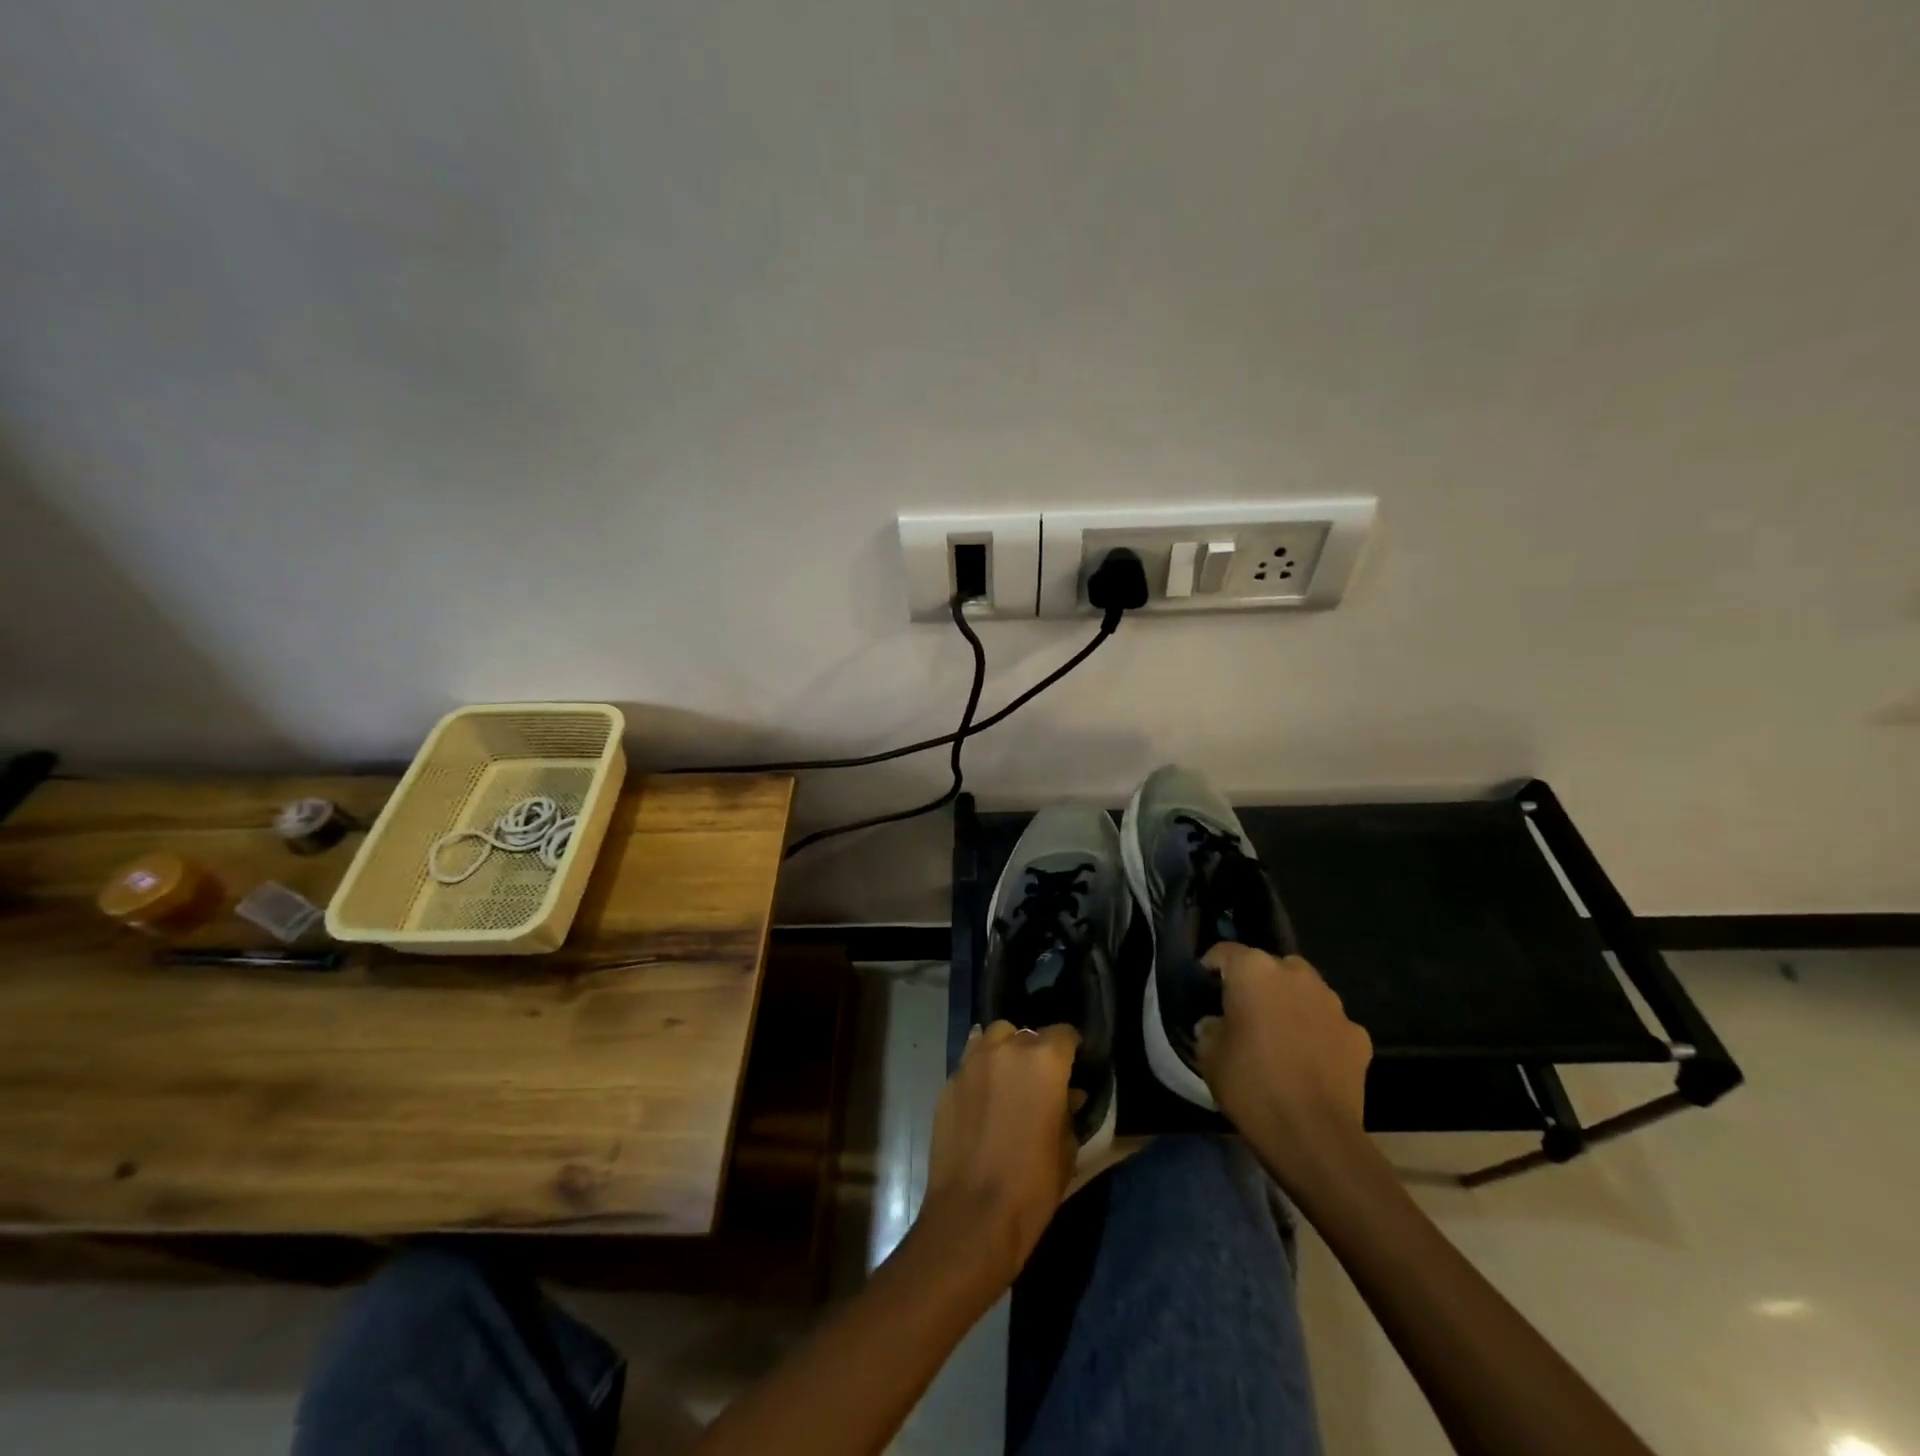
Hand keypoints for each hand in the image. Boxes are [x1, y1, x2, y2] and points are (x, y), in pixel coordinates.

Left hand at [916, 1021, 1078, 1289]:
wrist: (972, 1215)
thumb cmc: (1032, 1185)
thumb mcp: (1066, 1150)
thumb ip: (1068, 1111)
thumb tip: (1069, 1094)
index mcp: (1044, 1061)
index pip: (1064, 1033)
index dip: (1071, 1048)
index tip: (1073, 1065)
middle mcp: (1007, 1049)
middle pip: (1025, 1033)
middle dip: (1035, 1051)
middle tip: (1039, 1080)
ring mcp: (972, 1063)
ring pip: (992, 1038)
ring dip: (1004, 1052)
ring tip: (1008, 1081)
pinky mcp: (948, 1082)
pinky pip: (969, 1062)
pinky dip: (980, 1072)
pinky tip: (984, 1099)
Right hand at [1195, 945, 1372, 1184]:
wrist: (1313, 1136)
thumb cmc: (1250, 1085)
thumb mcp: (1208, 1054)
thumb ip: (1210, 1027)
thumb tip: (1217, 1023)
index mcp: (1253, 971)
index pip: (1225, 952)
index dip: (1211, 967)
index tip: (1204, 987)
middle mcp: (1295, 975)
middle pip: (1270, 966)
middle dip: (1257, 982)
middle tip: (1243, 1011)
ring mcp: (1332, 1004)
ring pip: (1304, 991)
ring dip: (1290, 1004)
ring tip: (1279, 1035)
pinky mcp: (1358, 1035)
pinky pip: (1329, 1023)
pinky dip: (1318, 1032)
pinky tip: (1309, 1060)